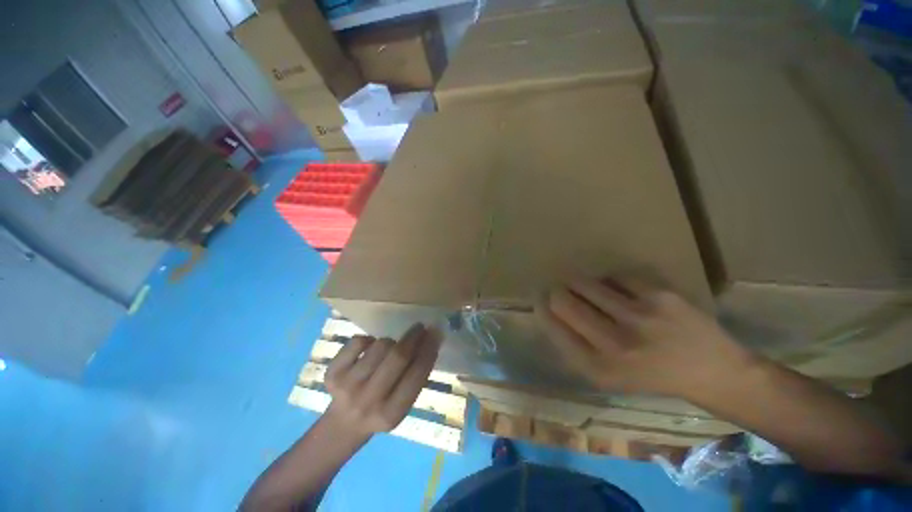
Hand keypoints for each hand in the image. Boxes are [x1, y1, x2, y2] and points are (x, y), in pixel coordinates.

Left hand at [323, 323, 441, 438]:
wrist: (343, 425)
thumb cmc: (381, 411)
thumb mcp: (403, 404)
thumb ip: (416, 376)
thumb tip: (431, 339)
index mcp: (391, 414)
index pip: (416, 375)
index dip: (428, 350)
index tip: (436, 333)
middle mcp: (368, 401)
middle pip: (397, 357)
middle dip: (413, 337)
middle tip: (420, 327)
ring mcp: (347, 387)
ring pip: (380, 345)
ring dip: (391, 342)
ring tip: (390, 348)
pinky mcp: (331, 373)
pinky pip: (358, 341)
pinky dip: (369, 339)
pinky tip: (370, 349)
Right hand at [537, 277, 756, 398]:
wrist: (714, 373)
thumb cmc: (651, 376)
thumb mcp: (606, 375)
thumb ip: (574, 346)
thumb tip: (548, 309)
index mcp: (598, 367)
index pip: (552, 325)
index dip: (542, 308)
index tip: (540, 299)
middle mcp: (615, 344)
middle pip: (562, 301)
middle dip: (555, 292)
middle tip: (559, 289)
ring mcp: (639, 317)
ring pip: (585, 283)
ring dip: (576, 281)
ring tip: (581, 284)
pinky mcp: (660, 296)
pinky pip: (615, 276)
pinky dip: (609, 280)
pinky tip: (616, 288)